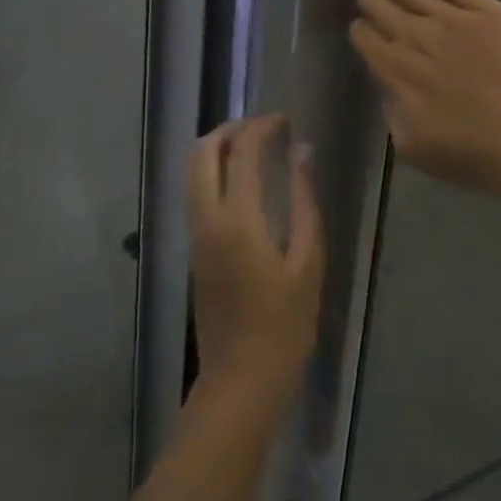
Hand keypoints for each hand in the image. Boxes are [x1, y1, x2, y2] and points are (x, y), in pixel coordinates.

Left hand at [188, 115, 323, 407]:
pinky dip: (212, 171)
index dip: (261, 127)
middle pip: (202, 153)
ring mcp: (196, 235)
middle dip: (229, 130)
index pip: (241, 152)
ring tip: (253, 146)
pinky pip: (196, 193)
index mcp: (238, 219)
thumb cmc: (284, 325)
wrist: (241, 380)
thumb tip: (301, 153)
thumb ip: (305, 202)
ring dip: (217, 149)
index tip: (284, 120)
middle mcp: (207, 219)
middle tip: (262, 127)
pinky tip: (242, 180)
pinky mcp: (195, 250)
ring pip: (193, 172)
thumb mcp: (308, 262)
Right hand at [349, 0, 500, 201]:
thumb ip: (390, 111)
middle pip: (377, 2)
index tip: (365, 30)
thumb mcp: (412, 147)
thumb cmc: (474, 153)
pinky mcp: (481, 5)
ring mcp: (449, 16)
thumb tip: (387, 84)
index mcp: (395, 71)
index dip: (360, 30)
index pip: (363, 36)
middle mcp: (414, 36)